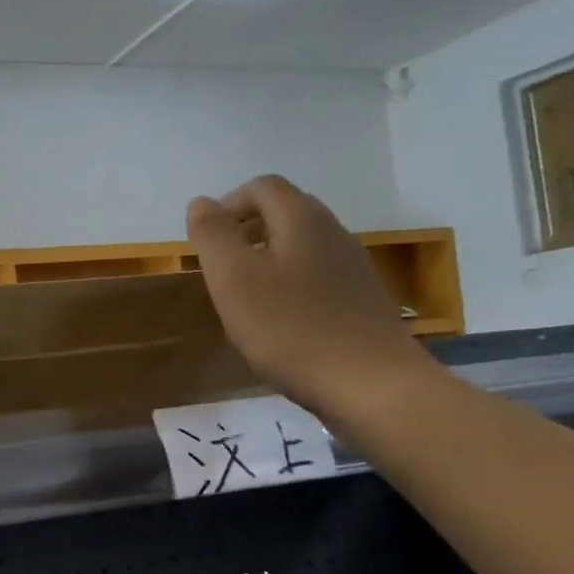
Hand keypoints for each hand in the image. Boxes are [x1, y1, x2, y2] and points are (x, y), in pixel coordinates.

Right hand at [187, 175, 440, 422]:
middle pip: (285, 212)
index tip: (206, 241)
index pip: (262, 187)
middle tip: (220, 267)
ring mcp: (353, 267)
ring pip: (301, 245)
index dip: (228, 205)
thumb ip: (212, 234)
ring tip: (244, 296)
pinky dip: (289, 284)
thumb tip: (201, 203)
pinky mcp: (361, 300)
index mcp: (301, 220)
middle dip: (246, 229)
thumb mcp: (233, 278)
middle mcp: (333, 233)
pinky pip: (317, 276)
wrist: (371, 386)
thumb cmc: (290, 328)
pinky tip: (278, 321)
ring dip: (267, 258)